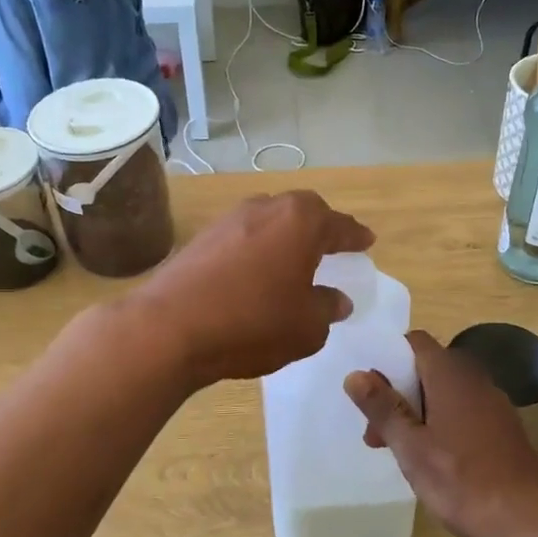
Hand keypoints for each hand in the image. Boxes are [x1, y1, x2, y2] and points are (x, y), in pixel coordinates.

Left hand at [126, 192, 373, 390]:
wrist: (170, 327)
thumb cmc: (253, 323)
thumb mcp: (306, 326)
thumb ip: (327, 308)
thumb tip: (337, 299)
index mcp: (301, 221)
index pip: (339, 225)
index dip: (355, 236)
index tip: (367, 242)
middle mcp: (265, 208)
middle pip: (302, 212)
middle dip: (319, 229)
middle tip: (332, 247)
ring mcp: (229, 220)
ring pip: (269, 221)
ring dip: (285, 238)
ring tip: (294, 261)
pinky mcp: (201, 238)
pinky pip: (243, 238)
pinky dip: (257, 250)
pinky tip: (256, 274)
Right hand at [345, 333, 537, 536]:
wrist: (527, 519)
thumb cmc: (460, 480)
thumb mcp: (410, 446)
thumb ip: (383, 408)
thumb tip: (355, 375)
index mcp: (450, 375)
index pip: (414, 342)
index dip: (388, 358)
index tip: (369, 390)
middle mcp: (474, 380)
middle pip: (427, 369)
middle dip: (398, 393)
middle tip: (377, 433)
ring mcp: (493, 404)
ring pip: (445, 393)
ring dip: (418, 412)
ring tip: (400, 451)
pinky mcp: (503, 429)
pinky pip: (464, 412)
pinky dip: (442, 424)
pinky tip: (434, 460)